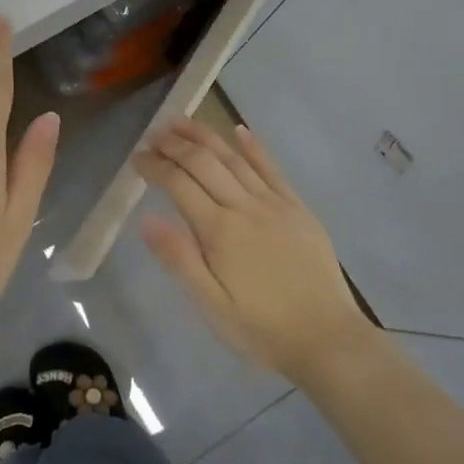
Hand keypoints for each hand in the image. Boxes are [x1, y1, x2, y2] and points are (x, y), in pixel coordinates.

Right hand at [135, 117, 370, 383]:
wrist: (328, 340)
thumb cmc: (261, 330)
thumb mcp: (212, 306)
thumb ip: (179, 259)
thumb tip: (146, 219)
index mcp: (219, 231)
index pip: (178, 184)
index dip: (155, 166)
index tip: (136, 157)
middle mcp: (245, 207)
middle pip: (204, 163)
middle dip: (175, 144)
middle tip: (153, 134)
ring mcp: (275, 204)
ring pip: (234, 158)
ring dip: (206, 136)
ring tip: (182, 122)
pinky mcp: (298, 208)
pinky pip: (272, 169)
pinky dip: (253, 147)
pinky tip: (239, 130)